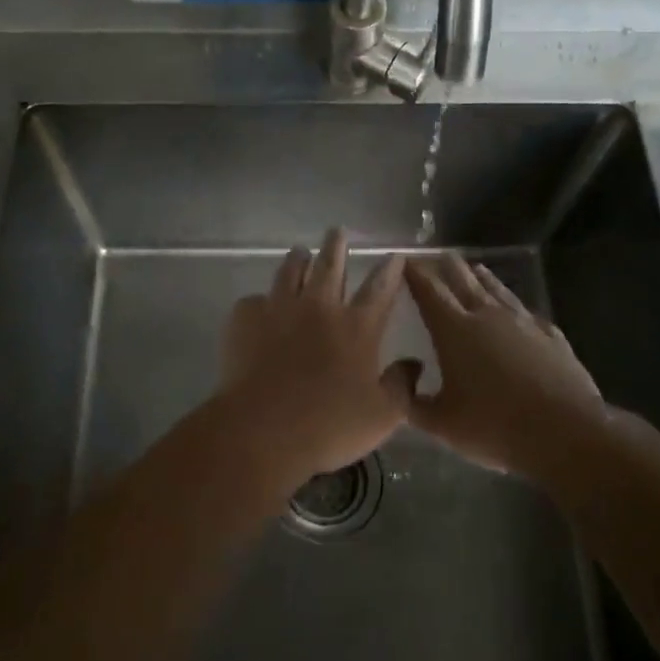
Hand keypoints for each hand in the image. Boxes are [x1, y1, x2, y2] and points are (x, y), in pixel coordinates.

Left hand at [218, 229, 418, 485]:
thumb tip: (414, 365)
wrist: (263, 429)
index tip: (394, 254)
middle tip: (337, 231)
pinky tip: (259, 307)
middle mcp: (319, 307)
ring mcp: (279, 308)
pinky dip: (260, 302)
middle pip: (330, 265)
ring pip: (290, 271)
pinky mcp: (245, 319)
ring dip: (297, 259)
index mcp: (357, 327)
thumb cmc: (329, 425)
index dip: (389, 270)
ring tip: (299, 251)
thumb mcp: (382, 416)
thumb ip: (402, 387)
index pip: (379, 288)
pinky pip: (253, 301)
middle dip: (337, 245)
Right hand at [405, 254, 603, 474]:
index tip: (406, 261)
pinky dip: (515, 306)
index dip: (415, 273)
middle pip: (464, 280)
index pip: (430, 291)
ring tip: (475, 268)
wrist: (566, 432)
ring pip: (498, 290)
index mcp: (455, 330)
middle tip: (438, 256)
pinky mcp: (551, 337)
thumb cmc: (495, 426)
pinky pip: (527, 313)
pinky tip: (519, 311)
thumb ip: (411, 402)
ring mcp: (524, 323)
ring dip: (483, 277)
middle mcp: (488, 316)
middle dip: (448, 266)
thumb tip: (396, 381)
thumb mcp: (441, 424)